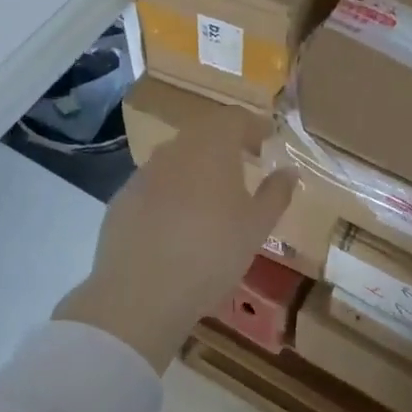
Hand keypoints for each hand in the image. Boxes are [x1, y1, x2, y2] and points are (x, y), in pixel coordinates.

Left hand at [57, 104, 295, 371]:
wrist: (140, 294)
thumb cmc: (212, 253)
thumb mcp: (257, 227)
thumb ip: (276, 193)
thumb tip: (289, 171)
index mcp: (211, 147)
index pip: (234, 117)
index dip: (253, 125)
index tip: (268, 141)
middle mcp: (174, 150)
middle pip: (203, 134)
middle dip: (226, 144)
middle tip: (244, 164)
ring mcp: (142, 174)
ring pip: (176, 159)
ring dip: (197, 168)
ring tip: (212, 196)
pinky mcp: (121, 200)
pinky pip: (154, 185)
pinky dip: (171, 192)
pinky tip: (178, 223)